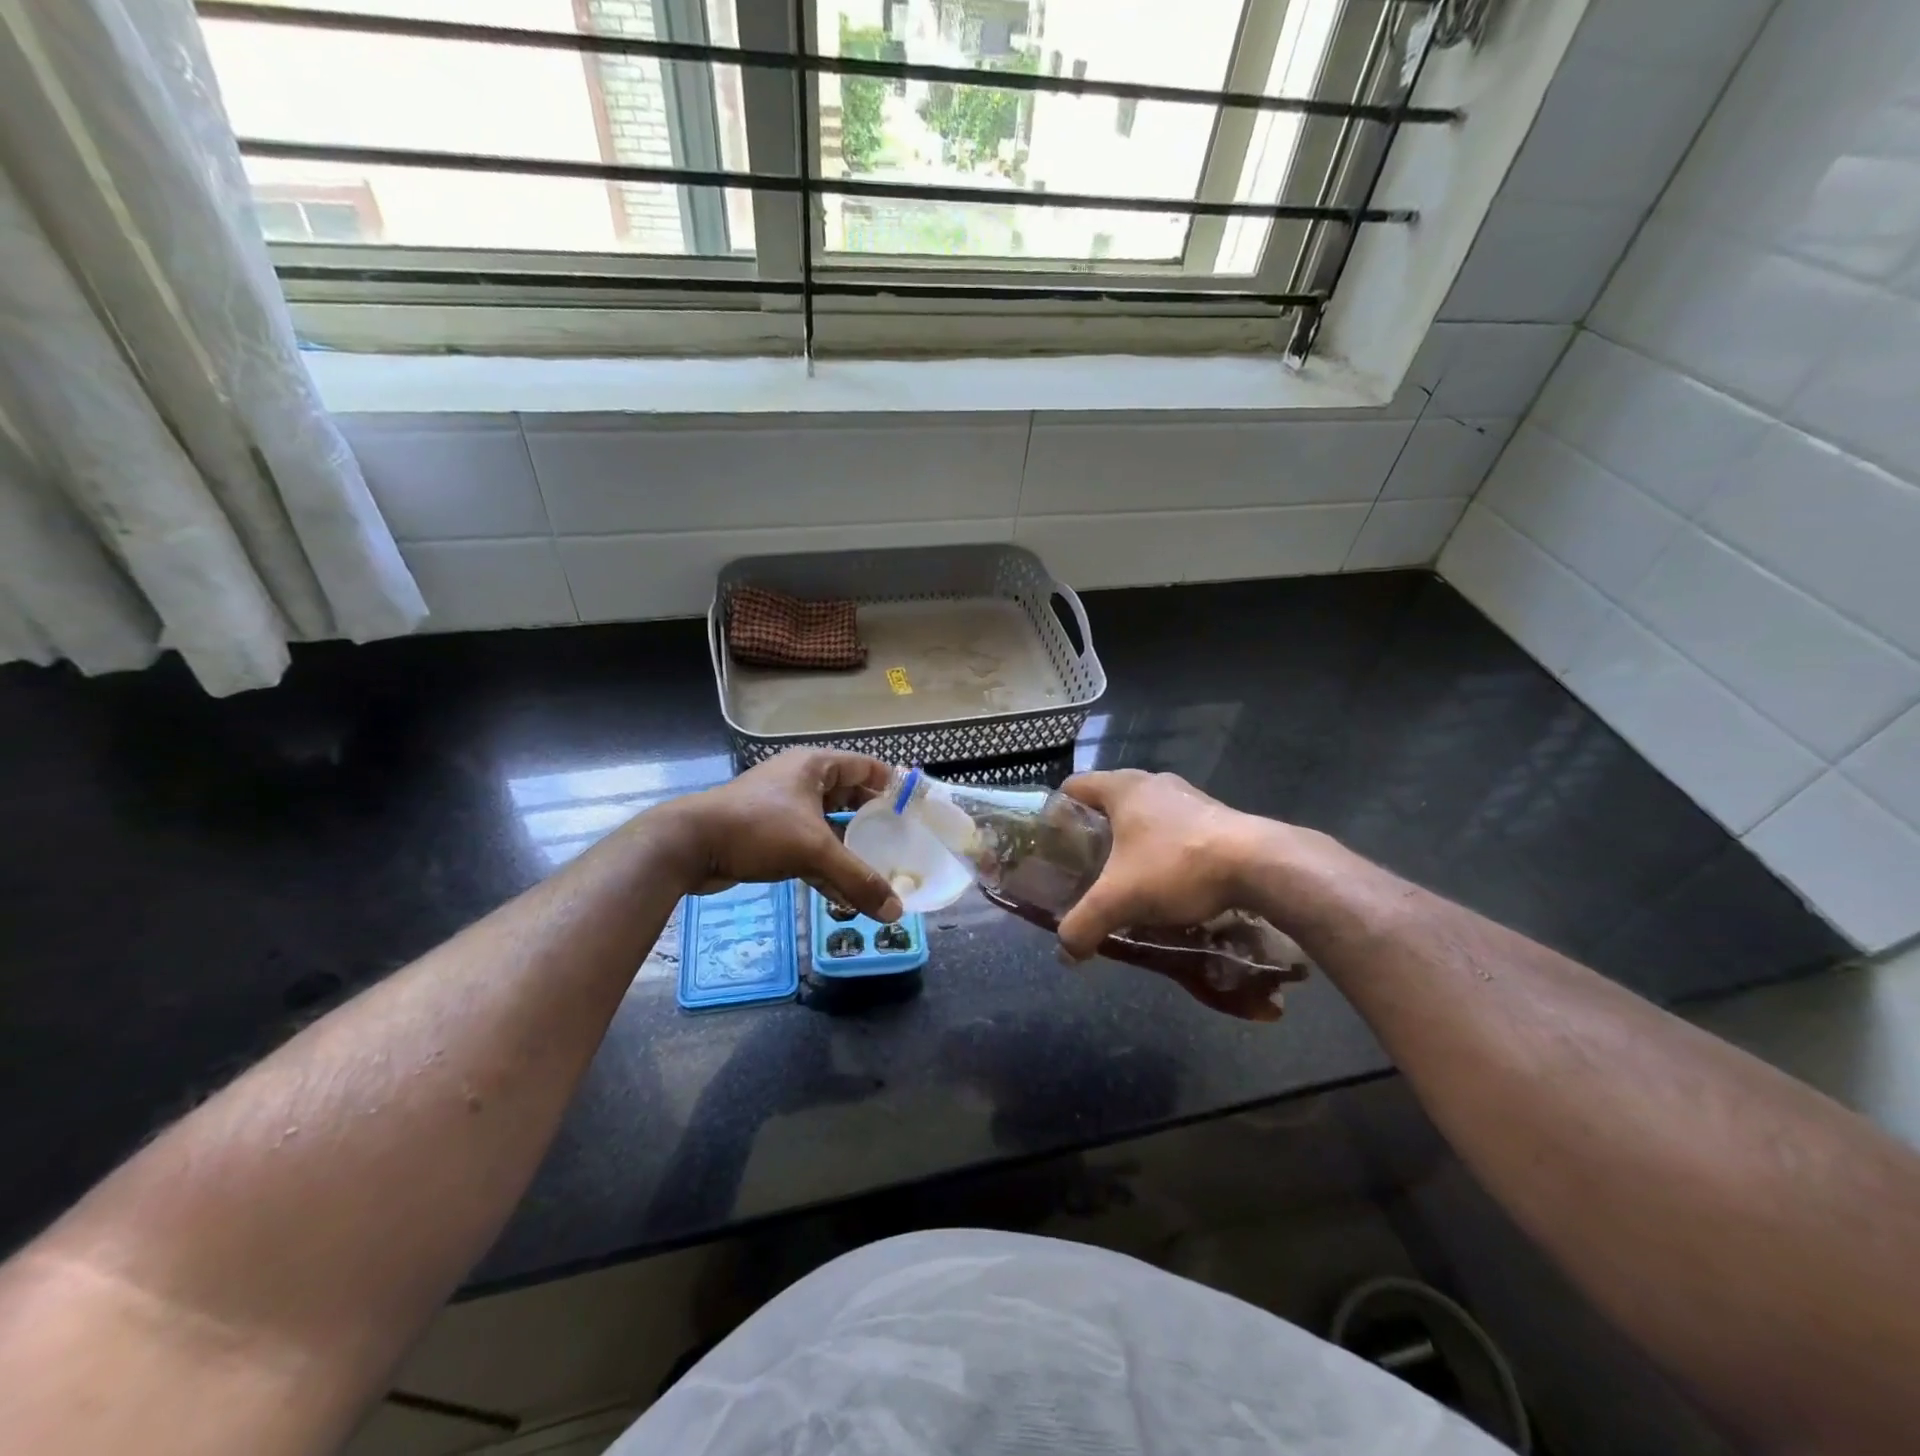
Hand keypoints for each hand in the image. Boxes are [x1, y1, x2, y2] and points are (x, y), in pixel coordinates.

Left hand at [660, 749, 903, 921]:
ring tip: (880, 871)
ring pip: (829, 826)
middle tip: (901, 843)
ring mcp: (784, 809)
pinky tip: (844, 894)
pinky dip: (826, 866)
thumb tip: (896, 912)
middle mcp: (801, 781)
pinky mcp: (769, 836)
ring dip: (850, 848)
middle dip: (873, 821)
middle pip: (849, 798)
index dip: (892, 785)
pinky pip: (809, 848)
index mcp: (815, 767)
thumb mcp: (814, 851)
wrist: (689, 845)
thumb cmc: (757, 829)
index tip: (915, 809)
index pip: (866, 766)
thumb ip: (857, 880)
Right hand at [1053, 771, 1310, 1021]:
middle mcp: (1151, 782)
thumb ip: (1084, 923)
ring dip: (1130, 841)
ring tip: (1124, 878)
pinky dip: (1161, 848)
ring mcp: (1186, 795)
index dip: (1056, 813)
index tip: (1053, 846)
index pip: (1073, 786)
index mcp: (1122, 787)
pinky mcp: (1213, 814)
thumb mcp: (1120, 899)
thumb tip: (1064, 951)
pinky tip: (1166, 881)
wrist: (1259, 864)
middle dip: (1093, 833)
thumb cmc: (1177, 867)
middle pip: (1107, 801)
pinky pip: (1173, 826)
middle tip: (1084, 868)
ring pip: (1143, 814)